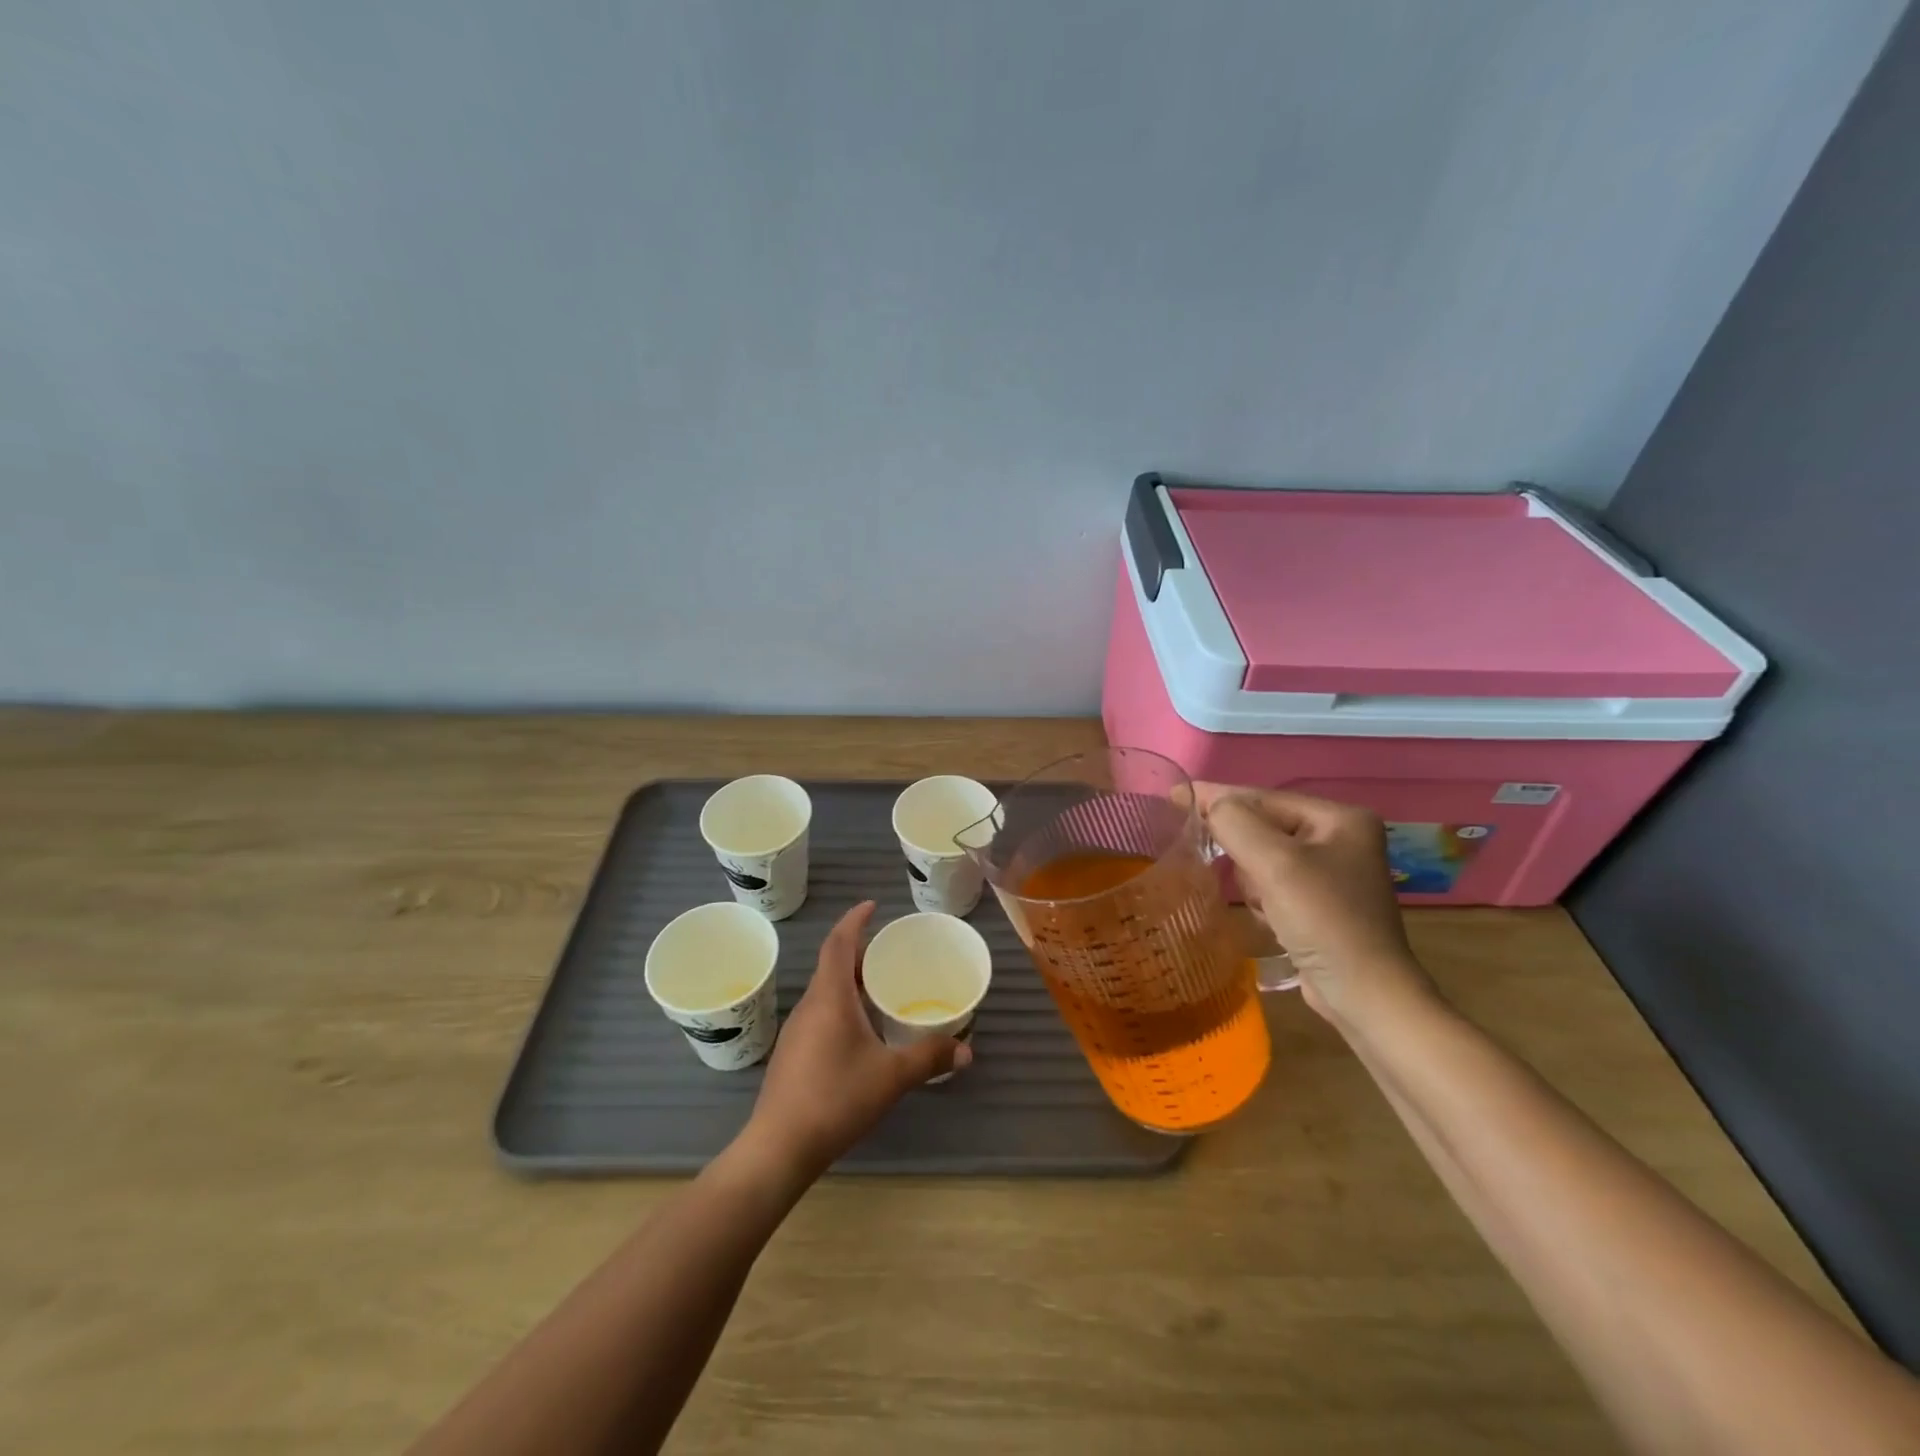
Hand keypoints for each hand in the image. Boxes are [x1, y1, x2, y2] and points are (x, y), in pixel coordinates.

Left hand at [745, 901, 969, 1177]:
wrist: (779, 1147)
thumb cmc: (836, 1098)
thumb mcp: (891, 1077)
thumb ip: (929, 1058)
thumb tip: (966, 1050)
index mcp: (830, 997)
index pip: (838, 943)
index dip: (854, 920)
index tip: (872, 905)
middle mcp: (810, 1004)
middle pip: (832, 964)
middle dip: (858, 950)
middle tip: (889, 950)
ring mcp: (797, 1030)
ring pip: (825, 990)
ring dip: (849, 979)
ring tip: (880, 985)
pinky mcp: (793, 1053)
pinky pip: (820, 1012)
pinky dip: (842, 1004)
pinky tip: (861, 1029)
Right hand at [1195, 784, 1437, 1028]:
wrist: (1364, 995)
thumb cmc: (1324, 920)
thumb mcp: (1275, 863)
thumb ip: (1235, 823)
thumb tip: (1208, 805)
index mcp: (1340, 818)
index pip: (1264, 798)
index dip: (1217, 796)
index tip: (1173, 794)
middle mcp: (1339, 838)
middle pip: (1263, 828)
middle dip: (1245, 854)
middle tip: (1240, 876)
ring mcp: (1331, 872)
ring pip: (1261, 858)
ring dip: (1253, 881)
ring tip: (1266, 906)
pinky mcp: (1319, 903)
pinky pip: (1272, 883)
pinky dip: (1262, 898)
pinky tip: (1272, 920)